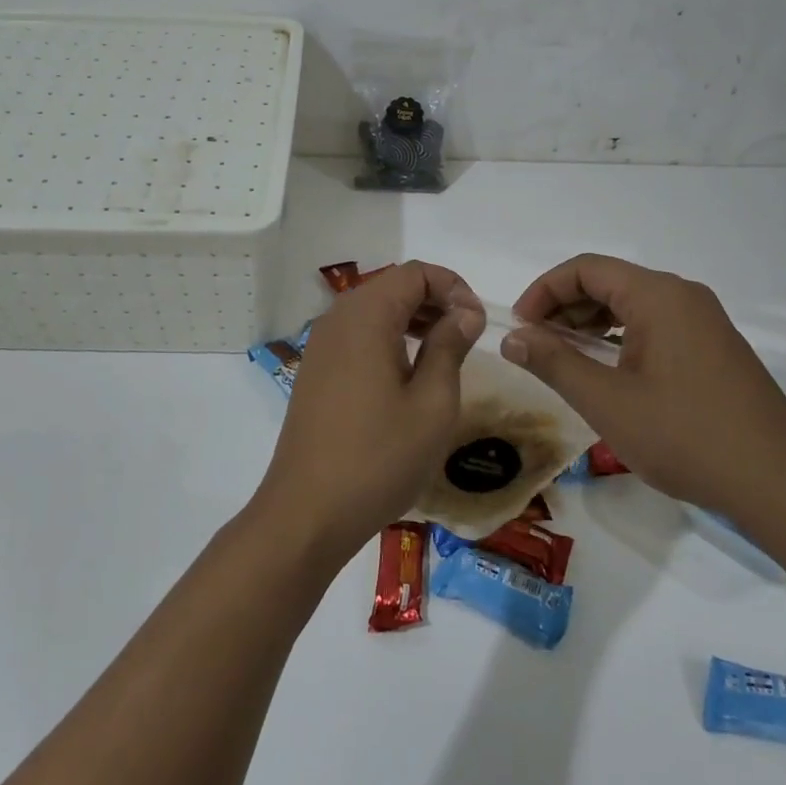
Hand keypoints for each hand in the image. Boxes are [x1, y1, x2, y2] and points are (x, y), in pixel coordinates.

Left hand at [250, 261, 484, 566]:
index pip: (415, 272)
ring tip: (445, 352)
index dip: (453, 287)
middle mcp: (337, 318)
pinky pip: (358, 335)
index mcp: (366, 316)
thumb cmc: (379, 457)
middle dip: (435, 300)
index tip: (478, 323)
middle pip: (392, 286)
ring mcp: (321, 345)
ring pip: (375, 310)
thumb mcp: (433, 403)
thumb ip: (450, 346)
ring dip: (413, 319)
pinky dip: (389, 338)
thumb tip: (465, 313)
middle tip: (468, 336)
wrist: (307, 512)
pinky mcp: (316, 370)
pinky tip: (409, 373)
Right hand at [501, 253, 785, 516]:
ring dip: (591, 323)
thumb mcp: (607, 402)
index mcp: (658, 296)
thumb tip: (512, 337)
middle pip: (609, 281)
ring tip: (565, 358)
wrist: (778, 483)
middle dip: (565, 307)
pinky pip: (655, 325)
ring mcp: (704, 321)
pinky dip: (620, 337)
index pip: (586, 268)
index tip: (521, 327)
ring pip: (632, 304)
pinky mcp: (714, 347)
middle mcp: (683, 296)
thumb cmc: (685, 437)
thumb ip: (554, 363)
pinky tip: (607, 370)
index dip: (544, 291)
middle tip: (536, 345)